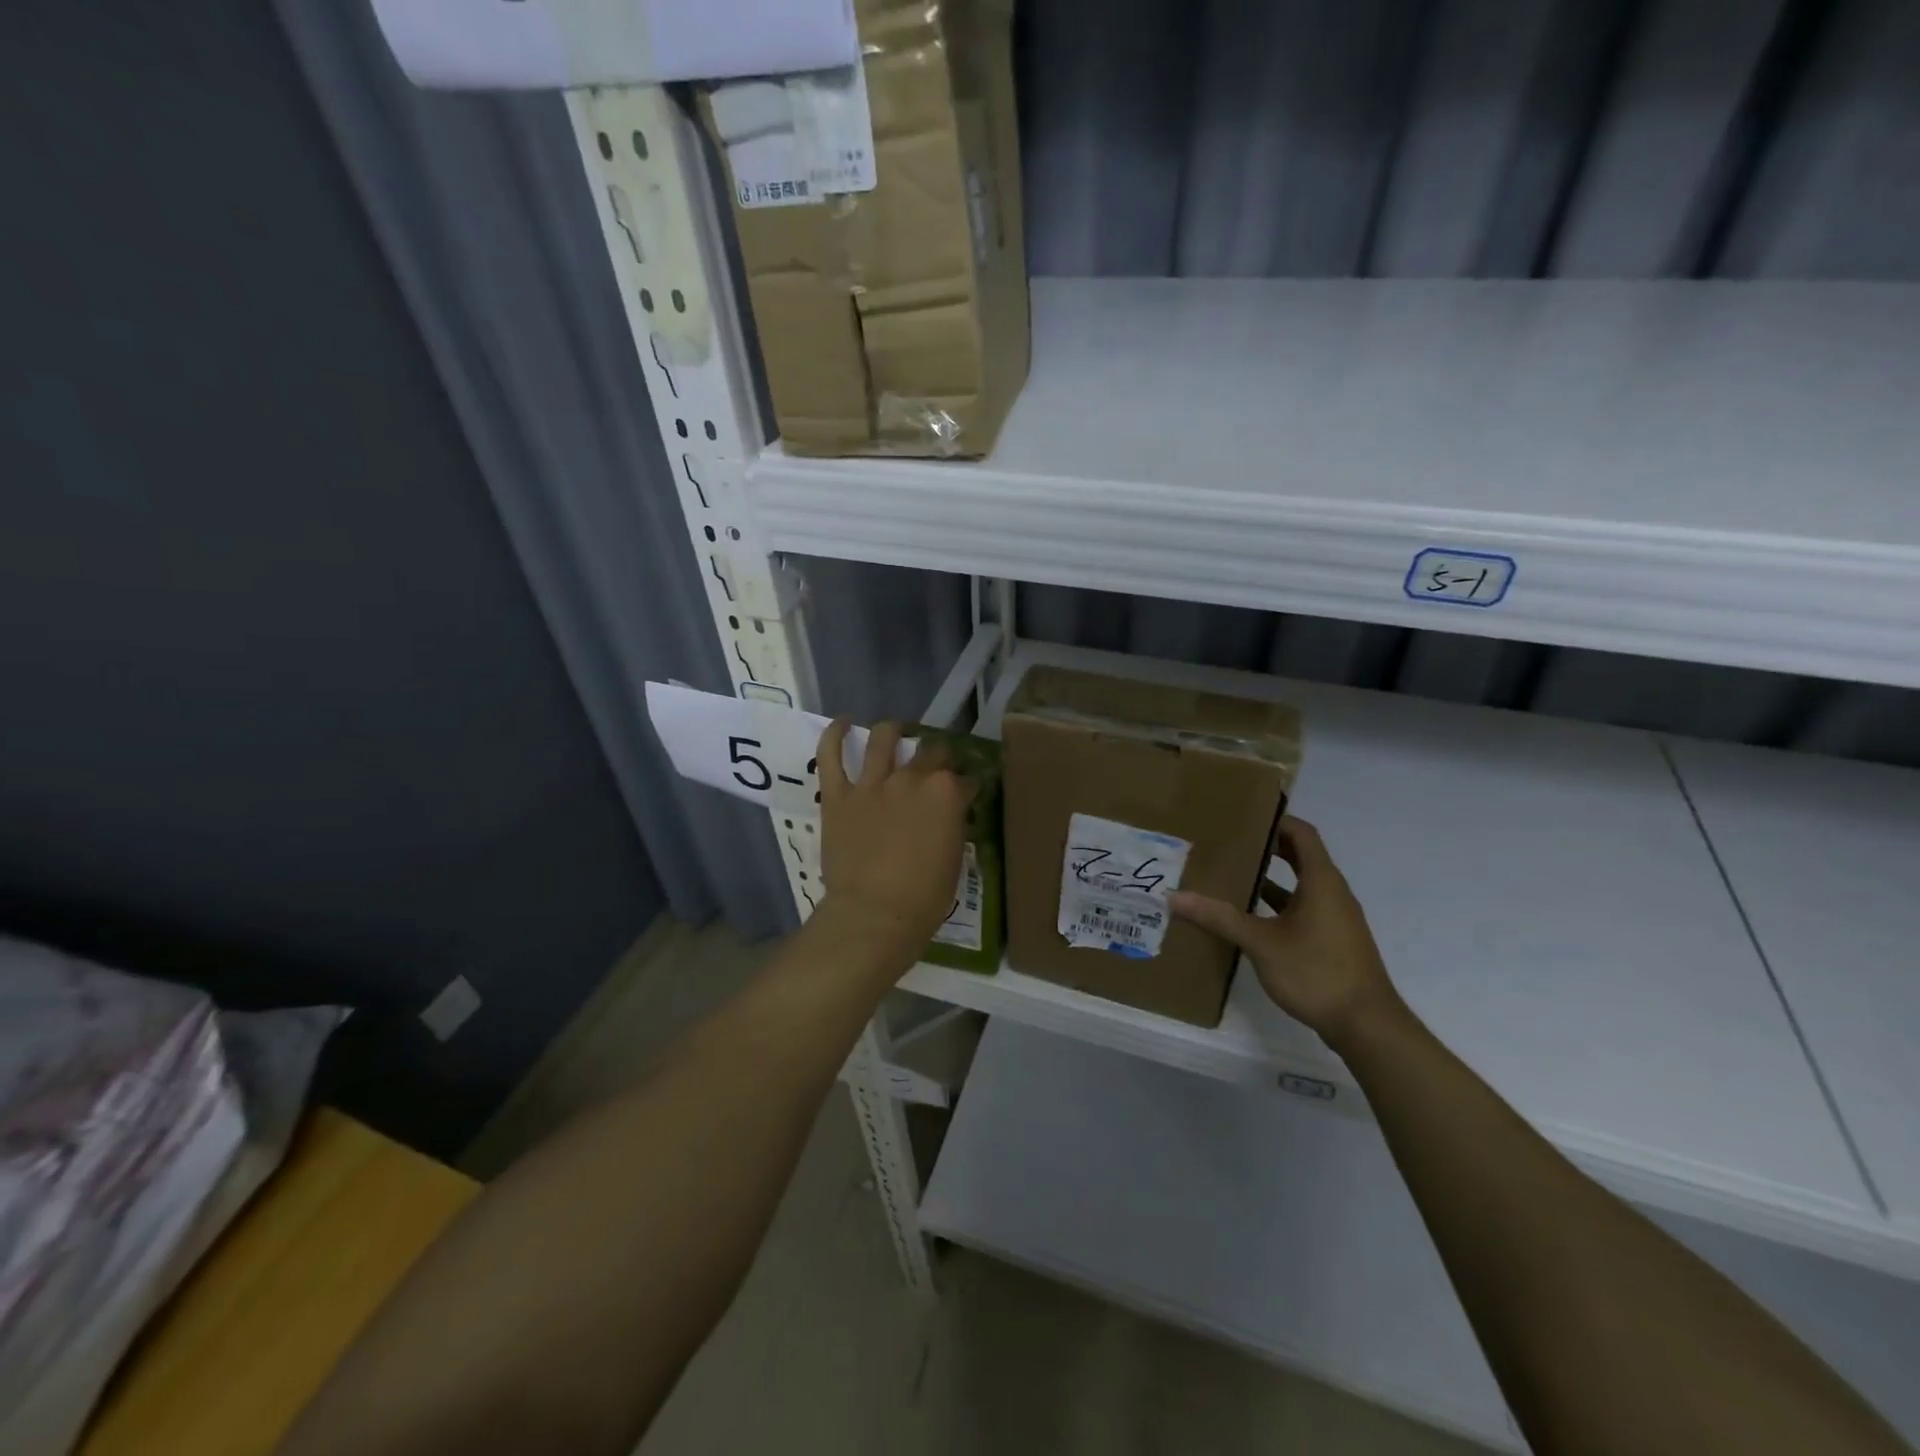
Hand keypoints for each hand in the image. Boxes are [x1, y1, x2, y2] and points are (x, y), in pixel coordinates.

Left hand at [815, 719, 968, 963]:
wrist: (874, 916)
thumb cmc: (924, 898)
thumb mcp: (954, 859)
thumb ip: (952, 826)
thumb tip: (949, 814)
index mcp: (947, 794)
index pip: (965, 779)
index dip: (969, 785)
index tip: (969, 792)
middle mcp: (912, 778)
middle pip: (931, 751)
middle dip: (939, 755)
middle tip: (937, 764)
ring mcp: (872, 783)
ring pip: (884, 738)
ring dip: (893, 730)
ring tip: (895, 731)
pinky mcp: (838, 794)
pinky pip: (831, 755)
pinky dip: (835, 734)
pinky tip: (842, 721)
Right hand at [1168, 816, 1406, 1052]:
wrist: (1366, 1025)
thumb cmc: (1316, 972)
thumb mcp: (1261, 943)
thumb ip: (1219, 918)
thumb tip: (1175, 897)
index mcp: (1322, 881)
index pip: (1302, 833)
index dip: (1276, 819)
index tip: (1243, 814)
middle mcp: (1332, 893)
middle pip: (1300, 856)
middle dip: (1267, 846)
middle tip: (1229, 840)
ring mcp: (1334, 918)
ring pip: (1301, 886)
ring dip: (1271, 877)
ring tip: (1232, 873)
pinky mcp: (1332, 941)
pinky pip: (1303, 909)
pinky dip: (1278, 905)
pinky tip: (1249, 917)